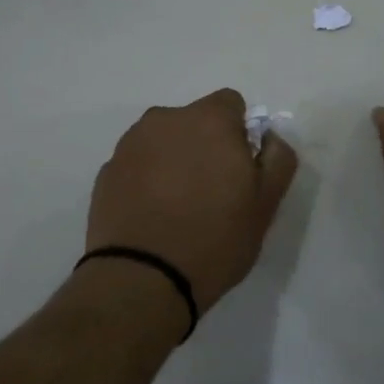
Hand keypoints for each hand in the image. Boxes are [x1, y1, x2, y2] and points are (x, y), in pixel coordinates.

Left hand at [87, 89, 298, 317]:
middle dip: (205, 145)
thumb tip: (269, 136)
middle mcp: (165, 120)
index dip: (240, 133)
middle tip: (212, 192)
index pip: (231, 104)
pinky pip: (138, 164)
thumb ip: (278, 158)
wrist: (141, 279)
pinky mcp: (106, 171)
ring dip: (174, 160)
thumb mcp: (266, 204)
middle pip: (194, 121)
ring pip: (163, 141)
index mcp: (208, 120)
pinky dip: (147, 179)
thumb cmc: (214, 239)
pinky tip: (153, 215)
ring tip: (179, 206)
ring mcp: (130, 144)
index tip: (239, 169)